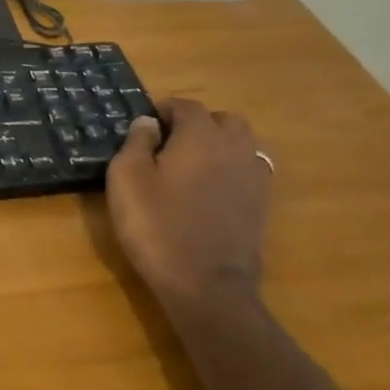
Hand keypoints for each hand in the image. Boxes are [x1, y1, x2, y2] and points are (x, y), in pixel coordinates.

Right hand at [104, 99, 271, 306]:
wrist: (206, 284)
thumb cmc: (157, 225)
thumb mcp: (127, 179)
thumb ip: (136, 142)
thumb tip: (148, 122)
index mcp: (200, 135)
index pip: (186, 105)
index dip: (164, 109)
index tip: (145, 126)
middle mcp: (234, 147)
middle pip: (222, 120)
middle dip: (198, 123)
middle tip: (169, 143)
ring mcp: (254, 176)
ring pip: (242, 143)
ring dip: (219, 145)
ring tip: (192, 165)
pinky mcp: (262, 204)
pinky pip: (249, 170)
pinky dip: (231, 169)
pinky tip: (210, 189)